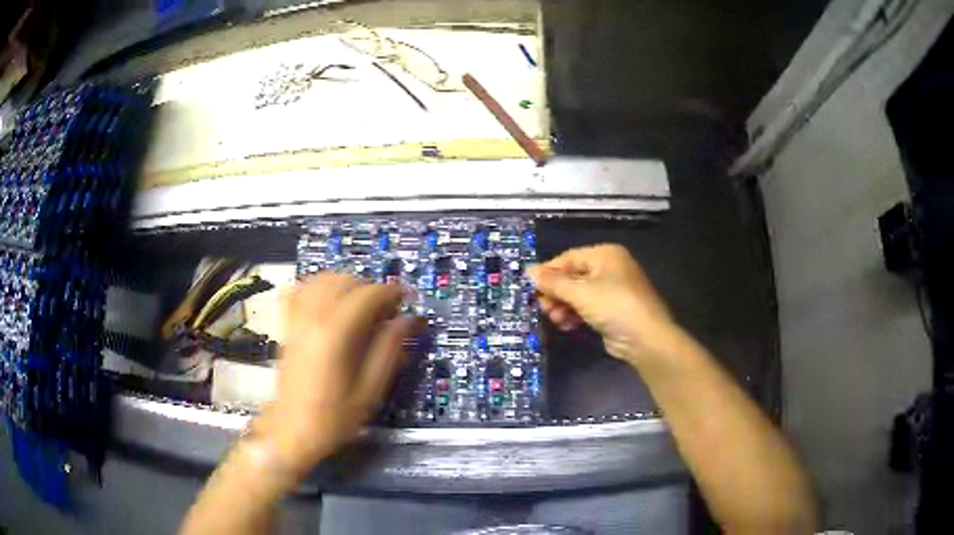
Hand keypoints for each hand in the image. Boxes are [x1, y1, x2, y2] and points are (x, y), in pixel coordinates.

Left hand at [254, 273, 417, 478]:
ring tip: (361, 305)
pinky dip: (316, 288)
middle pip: (345, 281)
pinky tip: (327, 302)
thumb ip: (389, 350)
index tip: (407, 300)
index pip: (368, 295)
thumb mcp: (370, 390)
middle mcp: (313, 317)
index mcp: (336, 333)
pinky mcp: (287, 326)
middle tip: (386, 312)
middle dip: (370, 289)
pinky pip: (298, 291)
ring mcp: (296, 319)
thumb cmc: (334, 417)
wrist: (292, 430)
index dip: (391, 292)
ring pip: (322, 280)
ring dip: (346, 285)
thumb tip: (407, 321)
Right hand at [528, 244, 680, 364]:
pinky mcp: (612, 311)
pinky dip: (575, 315)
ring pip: (578, 295)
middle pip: (572, 277)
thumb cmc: (614, 306)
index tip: (530, 287)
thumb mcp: (580, 292)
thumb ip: (553, 282)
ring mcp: (612, 291)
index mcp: (605, 255)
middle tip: (542, 307)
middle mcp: (609, 269)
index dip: (548, 272)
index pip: (569, 258)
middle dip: (556, 293)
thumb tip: (528, 271)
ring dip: (563, 307)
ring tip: (555, 319)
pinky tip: (567, 326)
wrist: (645, 339)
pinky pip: (587, 308)